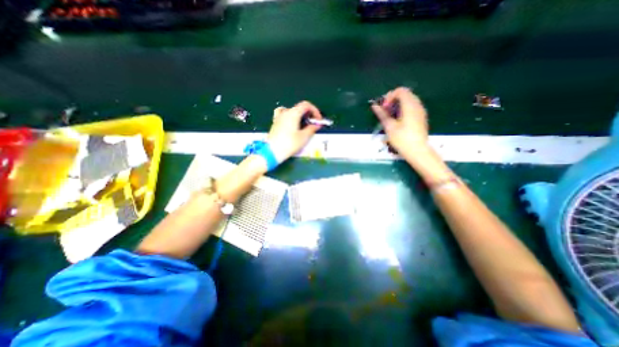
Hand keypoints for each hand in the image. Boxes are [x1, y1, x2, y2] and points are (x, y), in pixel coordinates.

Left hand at [268, 99, 323, 160]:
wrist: (272, 152)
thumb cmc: (289, 144)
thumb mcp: (303, 137)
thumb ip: (311, 129)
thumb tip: (317, 125)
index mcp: (293, 113)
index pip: (306, 105)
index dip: (315, 110)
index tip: (318, 120)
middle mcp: (285, 112)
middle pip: (299, 108)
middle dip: (308, 114)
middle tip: (313, 124)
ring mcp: (279, 117)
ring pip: (292, 111)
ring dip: (300, 116)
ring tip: (303, 125)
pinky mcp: (275, 123)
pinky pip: (284, 116)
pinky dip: (291, 117)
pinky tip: (292, 124)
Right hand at [372, 87, 430, 158]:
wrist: (418, 151)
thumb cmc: (402, 139)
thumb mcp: (389, 126)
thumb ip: (382, 114)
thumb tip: (374, 106)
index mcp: (410, 105)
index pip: (400, 91)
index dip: (389, 96)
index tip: (384, 108)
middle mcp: (417, 105)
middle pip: (405, 94)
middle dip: (393, 100)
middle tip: (385, 111)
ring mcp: (421, 111)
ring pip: (409, 101)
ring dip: (398, 105)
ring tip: (390, 116)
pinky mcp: (421, 117)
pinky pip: (412, 107)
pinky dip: (403, 109)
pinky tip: (398, 120)